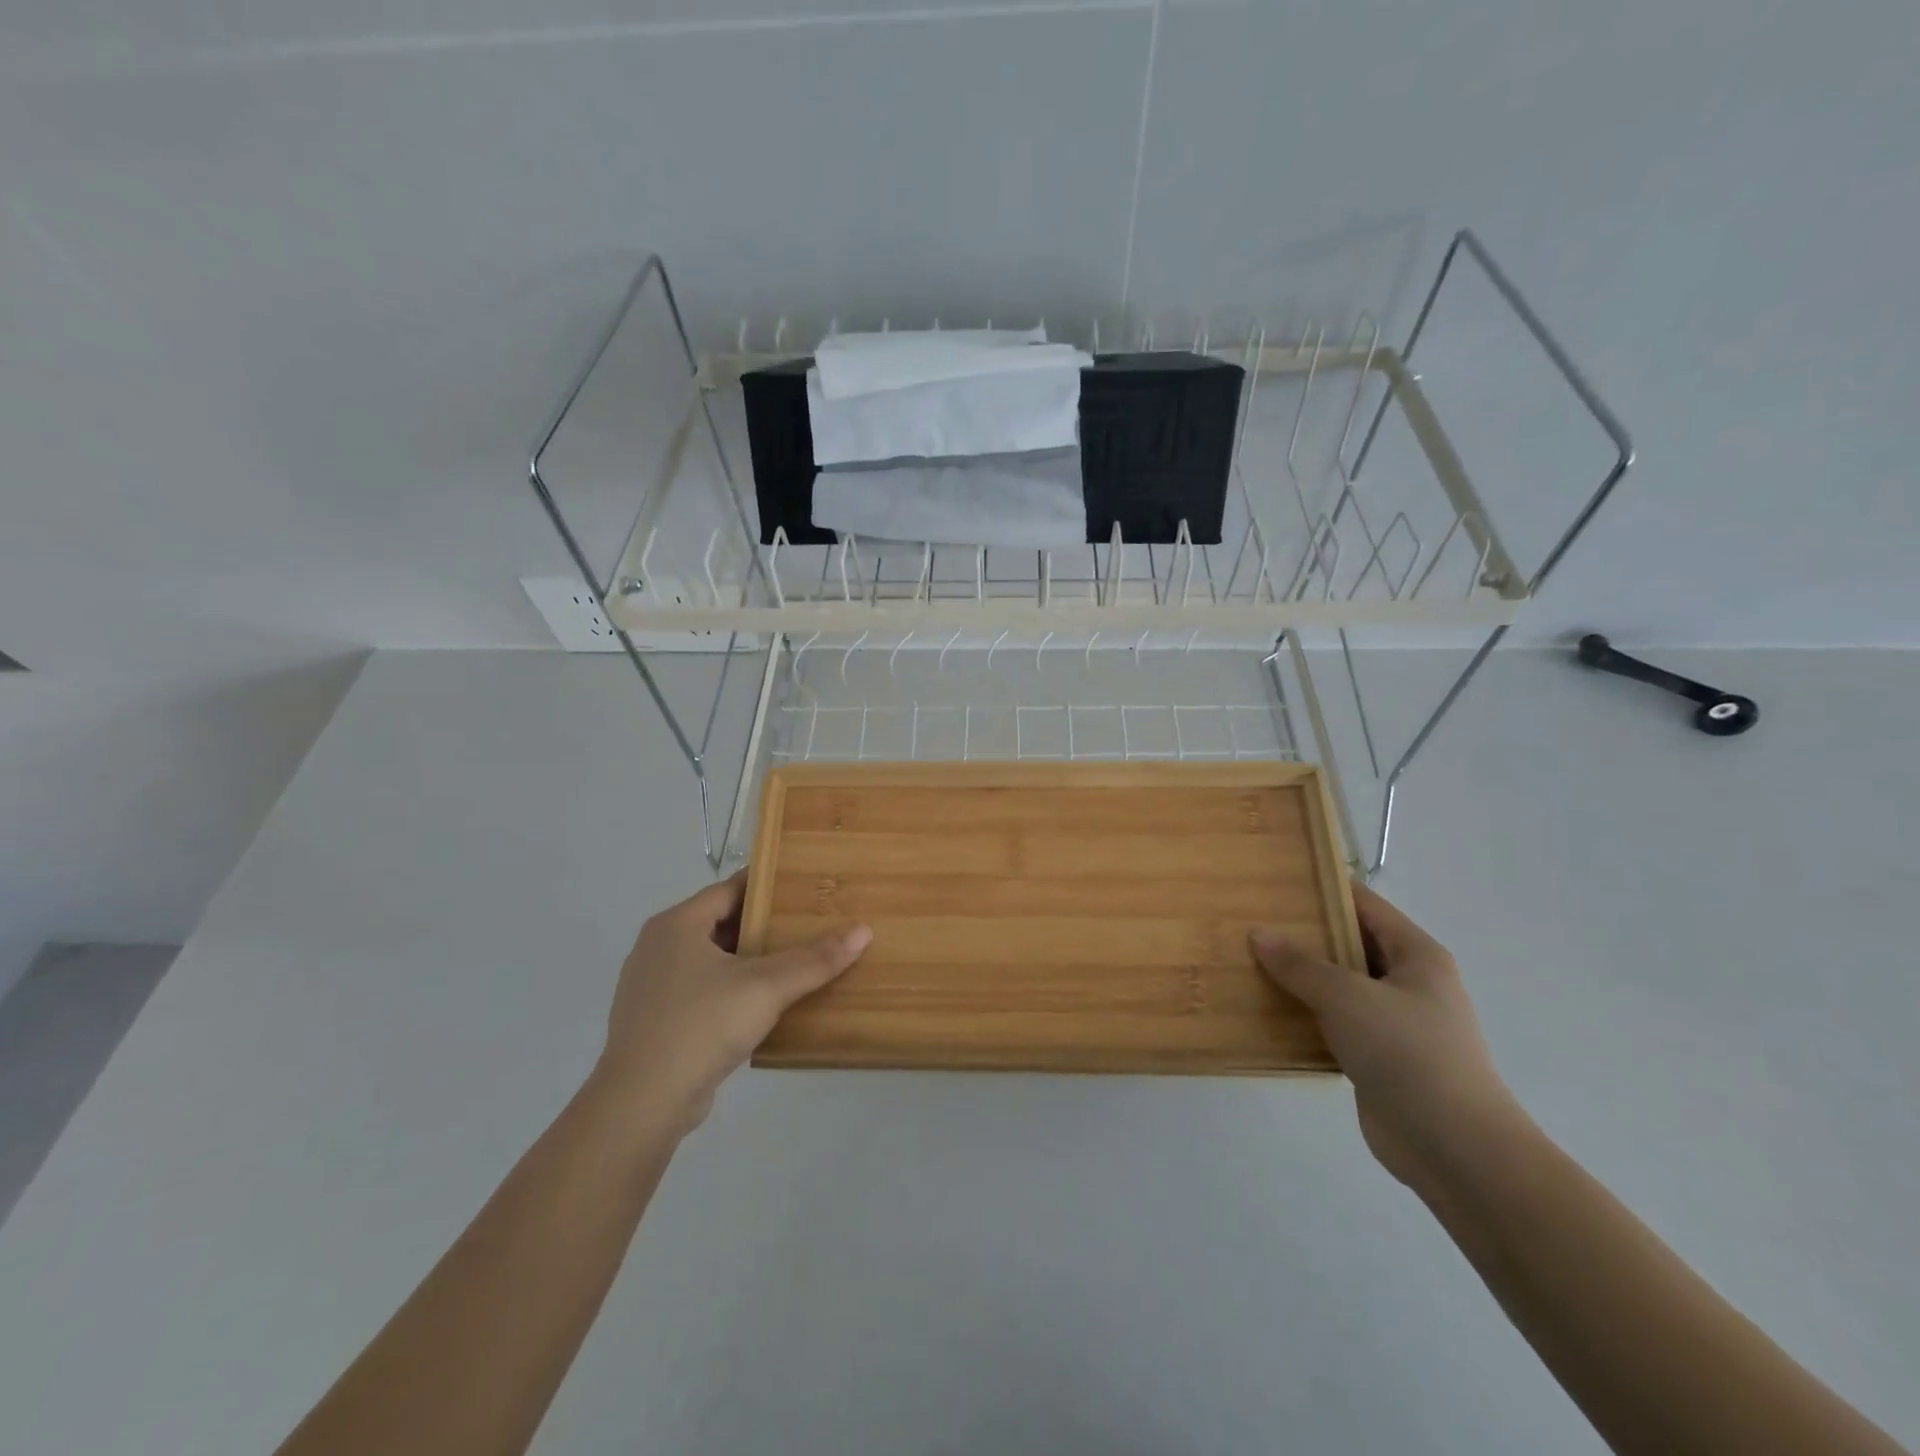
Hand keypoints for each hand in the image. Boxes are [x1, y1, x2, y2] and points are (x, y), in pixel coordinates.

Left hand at [593, 871, 870, 1133]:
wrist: (641, 1104)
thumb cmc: (701, 1026)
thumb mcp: (766, 987)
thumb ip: (815, 959)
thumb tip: (863, 930)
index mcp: (676, 924)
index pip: (730, 889)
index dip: (768, 887)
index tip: (804, 887)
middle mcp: (657, 946)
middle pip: (721, 923)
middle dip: (763, 926)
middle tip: (807, 926)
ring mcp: (650, 986)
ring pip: (710, 960)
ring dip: (747, 961)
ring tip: (791, 963)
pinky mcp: (653, 1021)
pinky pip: (700, 990)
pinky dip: (729, 989)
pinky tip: (760, 1005)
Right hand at [1252, 883, 1524, 1190]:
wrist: (1455, 1148)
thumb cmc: (1407, 1053)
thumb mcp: (1346, 996)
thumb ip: (1300, 964)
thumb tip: (1259, 934)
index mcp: (1415, 955)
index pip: (1364, 905)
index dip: (1323, 889)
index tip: (1276, 881)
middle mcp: (1409, 982)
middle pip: (1349, 944)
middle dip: (1304, 935)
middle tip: (1251, 921)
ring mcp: (1395, 1022)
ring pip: (1339, 986)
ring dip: (1300, 978)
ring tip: (1248, 962)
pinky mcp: (1379, 1058)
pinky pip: (1335, 1024)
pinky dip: (1305, 1016)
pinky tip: (1266, 1011)